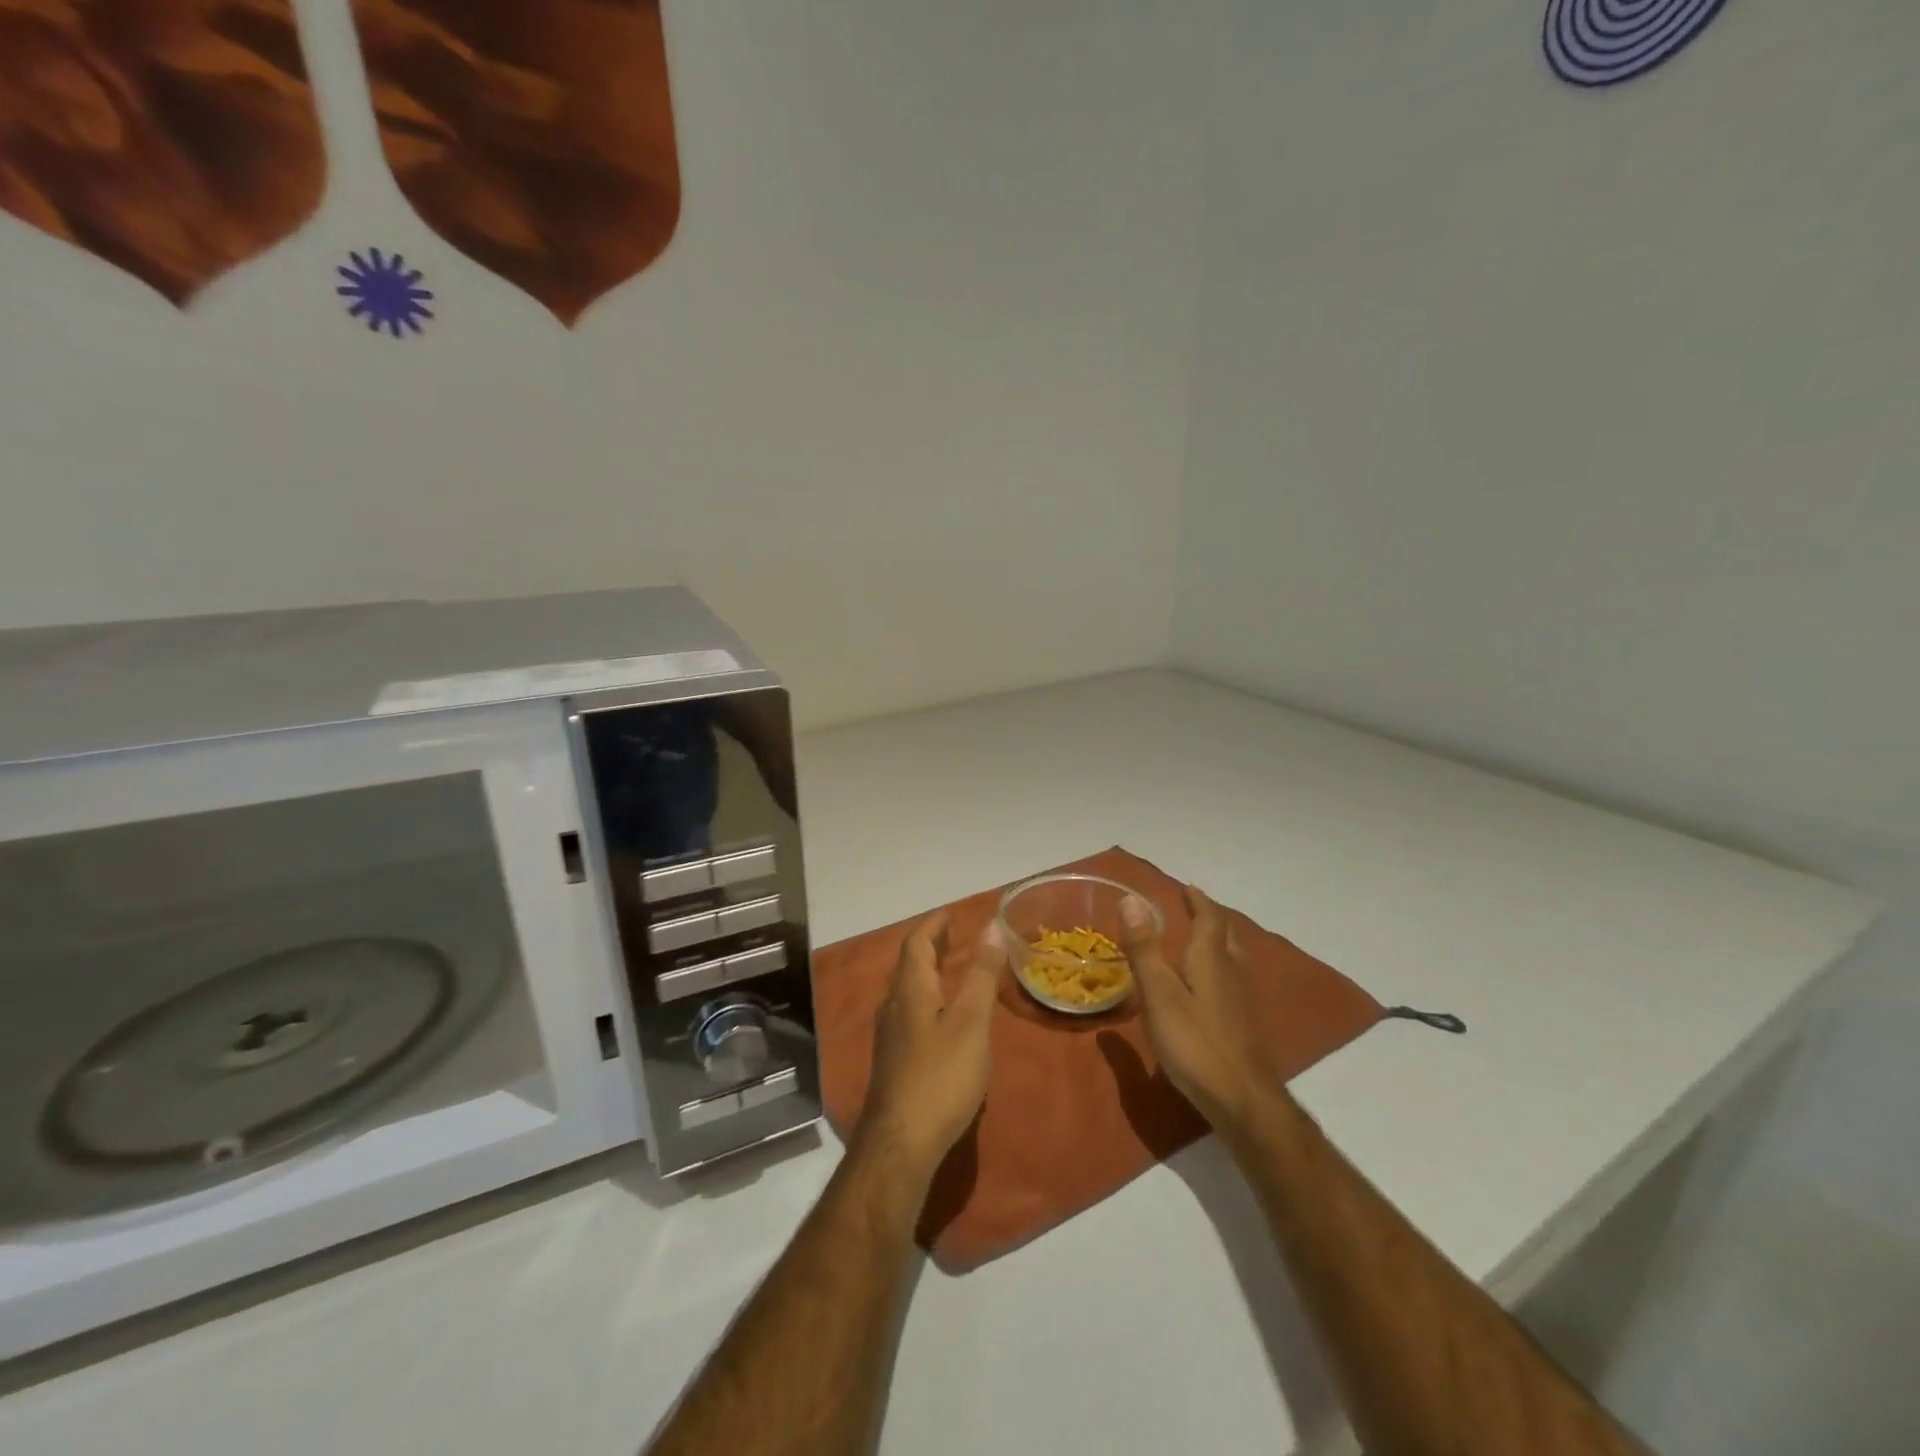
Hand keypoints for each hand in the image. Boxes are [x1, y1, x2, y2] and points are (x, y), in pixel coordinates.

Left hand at [854, 913, 1007, 1181]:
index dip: (934, 925)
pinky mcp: (894, 1061)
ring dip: (928, 972)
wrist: (901, 1143)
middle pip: (909, 965)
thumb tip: (992, 926)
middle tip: (955, 935)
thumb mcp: (971, 1022)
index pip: (917, 943)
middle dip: (931, 946)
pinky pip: (910, 1012)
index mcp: (910, 990)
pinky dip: (928, 998)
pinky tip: (943, 1017)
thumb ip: (981, 974)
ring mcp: (890, 1036)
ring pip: (907, 990)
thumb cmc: (940, 1076)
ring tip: (952, 969)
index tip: (952, 913)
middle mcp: (893, 1006)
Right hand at [1121, 885, 1283, 1134]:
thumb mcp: (1159, 994)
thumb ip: (1144, 949)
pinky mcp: (1241, 1024)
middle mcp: (1230, 972)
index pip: (1209, 919)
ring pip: (1232, 958)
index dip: (1198, 901)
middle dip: (1211, 918)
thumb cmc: (1195, 1042)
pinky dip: (1219, 967)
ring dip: (1218, 942)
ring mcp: (1240, 1000)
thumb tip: (1130, 899)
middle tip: (1195, 908)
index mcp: (1210, 959)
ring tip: (1203, 939)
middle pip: (1226, 935)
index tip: (1188, 887)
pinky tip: (1208, 986)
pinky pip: (1231, 980)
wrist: (1242, 1098)